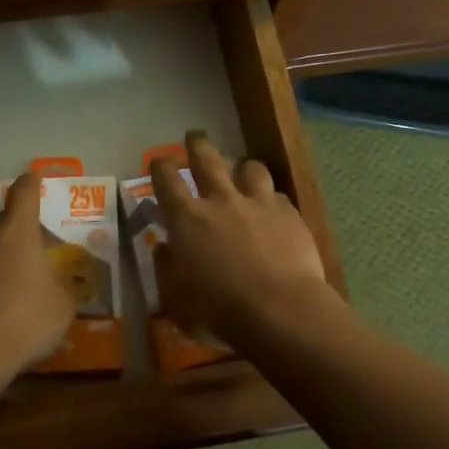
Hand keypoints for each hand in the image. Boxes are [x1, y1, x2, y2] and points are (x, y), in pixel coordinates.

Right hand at [151, 133, 331, 342]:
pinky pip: (278, 195)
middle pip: (207, 159)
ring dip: (243, 167)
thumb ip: (166, 269)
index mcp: (187, 219)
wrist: (282, 311)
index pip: (166, 180)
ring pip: (250, 168)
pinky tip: (273, 208)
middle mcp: (221, 200)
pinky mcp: (290, 214)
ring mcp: (259, 203)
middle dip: (197, 144)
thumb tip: (164, 248)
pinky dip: (271, 198)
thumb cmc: (219, 312)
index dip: (160, 167)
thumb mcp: (176, 300)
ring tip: (243, 171)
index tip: (159, 161)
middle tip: (194, 136)